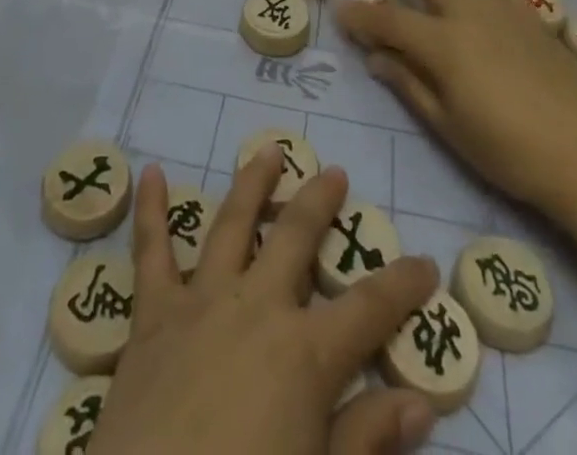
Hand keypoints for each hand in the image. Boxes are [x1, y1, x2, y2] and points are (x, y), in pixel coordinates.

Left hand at [91, 150, 441, 454]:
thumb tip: (420, 402)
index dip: (402, 285)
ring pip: (233, 223)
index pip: (369, 310)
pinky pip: (152, 251)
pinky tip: (152, 172)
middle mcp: (256, 306)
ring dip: (253, 182)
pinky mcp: (153, 313)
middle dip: (320, 203)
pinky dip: (151, 210)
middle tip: (336, 173)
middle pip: (296, 238)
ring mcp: (202, 300)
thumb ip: (366, 439)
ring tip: (269, 151)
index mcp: (305, 353)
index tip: (425, 263)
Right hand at [335, 0, 576, 221]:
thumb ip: (409, 84)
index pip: (389, 18)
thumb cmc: (508, 151)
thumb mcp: (448, 126)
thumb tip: (376, 56)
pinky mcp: (529, 15)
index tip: (339, 10)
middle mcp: (470, 13)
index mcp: (445, 43)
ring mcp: (503, 9)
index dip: (361, 15)